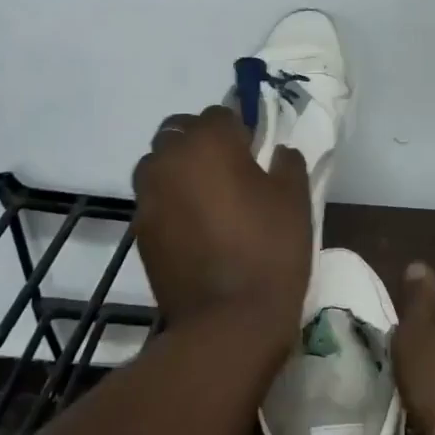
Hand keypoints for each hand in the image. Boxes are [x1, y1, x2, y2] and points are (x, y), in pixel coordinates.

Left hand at [132, 106, 310, 356]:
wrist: (228, 321)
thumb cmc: (270, 249)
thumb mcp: (295, 198)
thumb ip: (286, 162)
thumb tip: (276, 151)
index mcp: (207, 142)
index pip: (220, 114)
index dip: (240, 131)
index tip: (256, 154)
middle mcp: (168, 159)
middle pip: (179, 132)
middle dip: (201, 143)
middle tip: (230, 172)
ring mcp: (148, 196)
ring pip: (159, 165)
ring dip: (179, 170)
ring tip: (208, 200)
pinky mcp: (139, 231)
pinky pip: (155, 201)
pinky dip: (171, 203)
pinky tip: (196, 230)